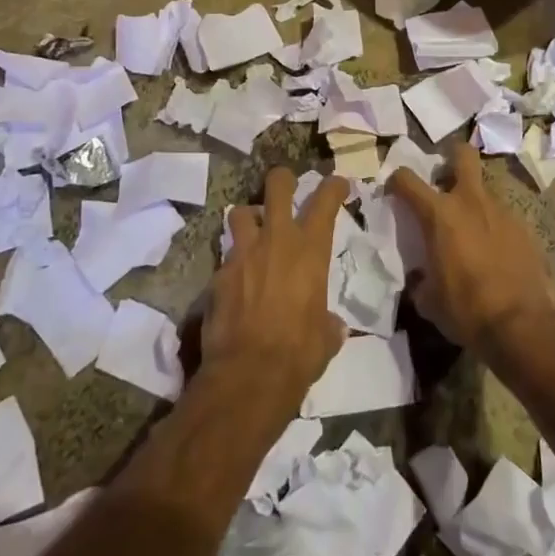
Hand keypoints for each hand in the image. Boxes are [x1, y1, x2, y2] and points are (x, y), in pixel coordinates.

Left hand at [204, 168, 347, 409]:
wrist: (248, 376)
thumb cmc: (299, 353)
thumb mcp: (326, 338)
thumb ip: (328, 323)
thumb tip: (332, 326)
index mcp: (310, 250)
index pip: (325, 200)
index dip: (333, 186)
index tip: (338, 184)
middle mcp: (276, 241)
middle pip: (277, 186)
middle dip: (282, 179)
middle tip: (286, 184)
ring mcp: (242, 255)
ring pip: (239, 213)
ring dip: (248, 218)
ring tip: (253, 232)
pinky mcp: (217, 276)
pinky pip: (226, 258)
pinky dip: (233, 266)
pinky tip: (237, 284)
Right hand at [387, 142, 554, 356]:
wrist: (522, 325)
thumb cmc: (466, 310)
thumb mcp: (429, 301)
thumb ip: (421, 281)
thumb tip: (422, 279)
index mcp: (439, 215)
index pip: (408, 180)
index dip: (397, 181)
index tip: (394, 190)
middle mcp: (470, 201)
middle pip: (462, 155)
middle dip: (452, 156)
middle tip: (445, 177)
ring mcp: (502, 211)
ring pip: (484, 189)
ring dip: (474, 201)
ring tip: (471, 230)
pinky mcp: (525, 227)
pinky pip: (503, 217)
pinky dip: (494, 227)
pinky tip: (495, 252)